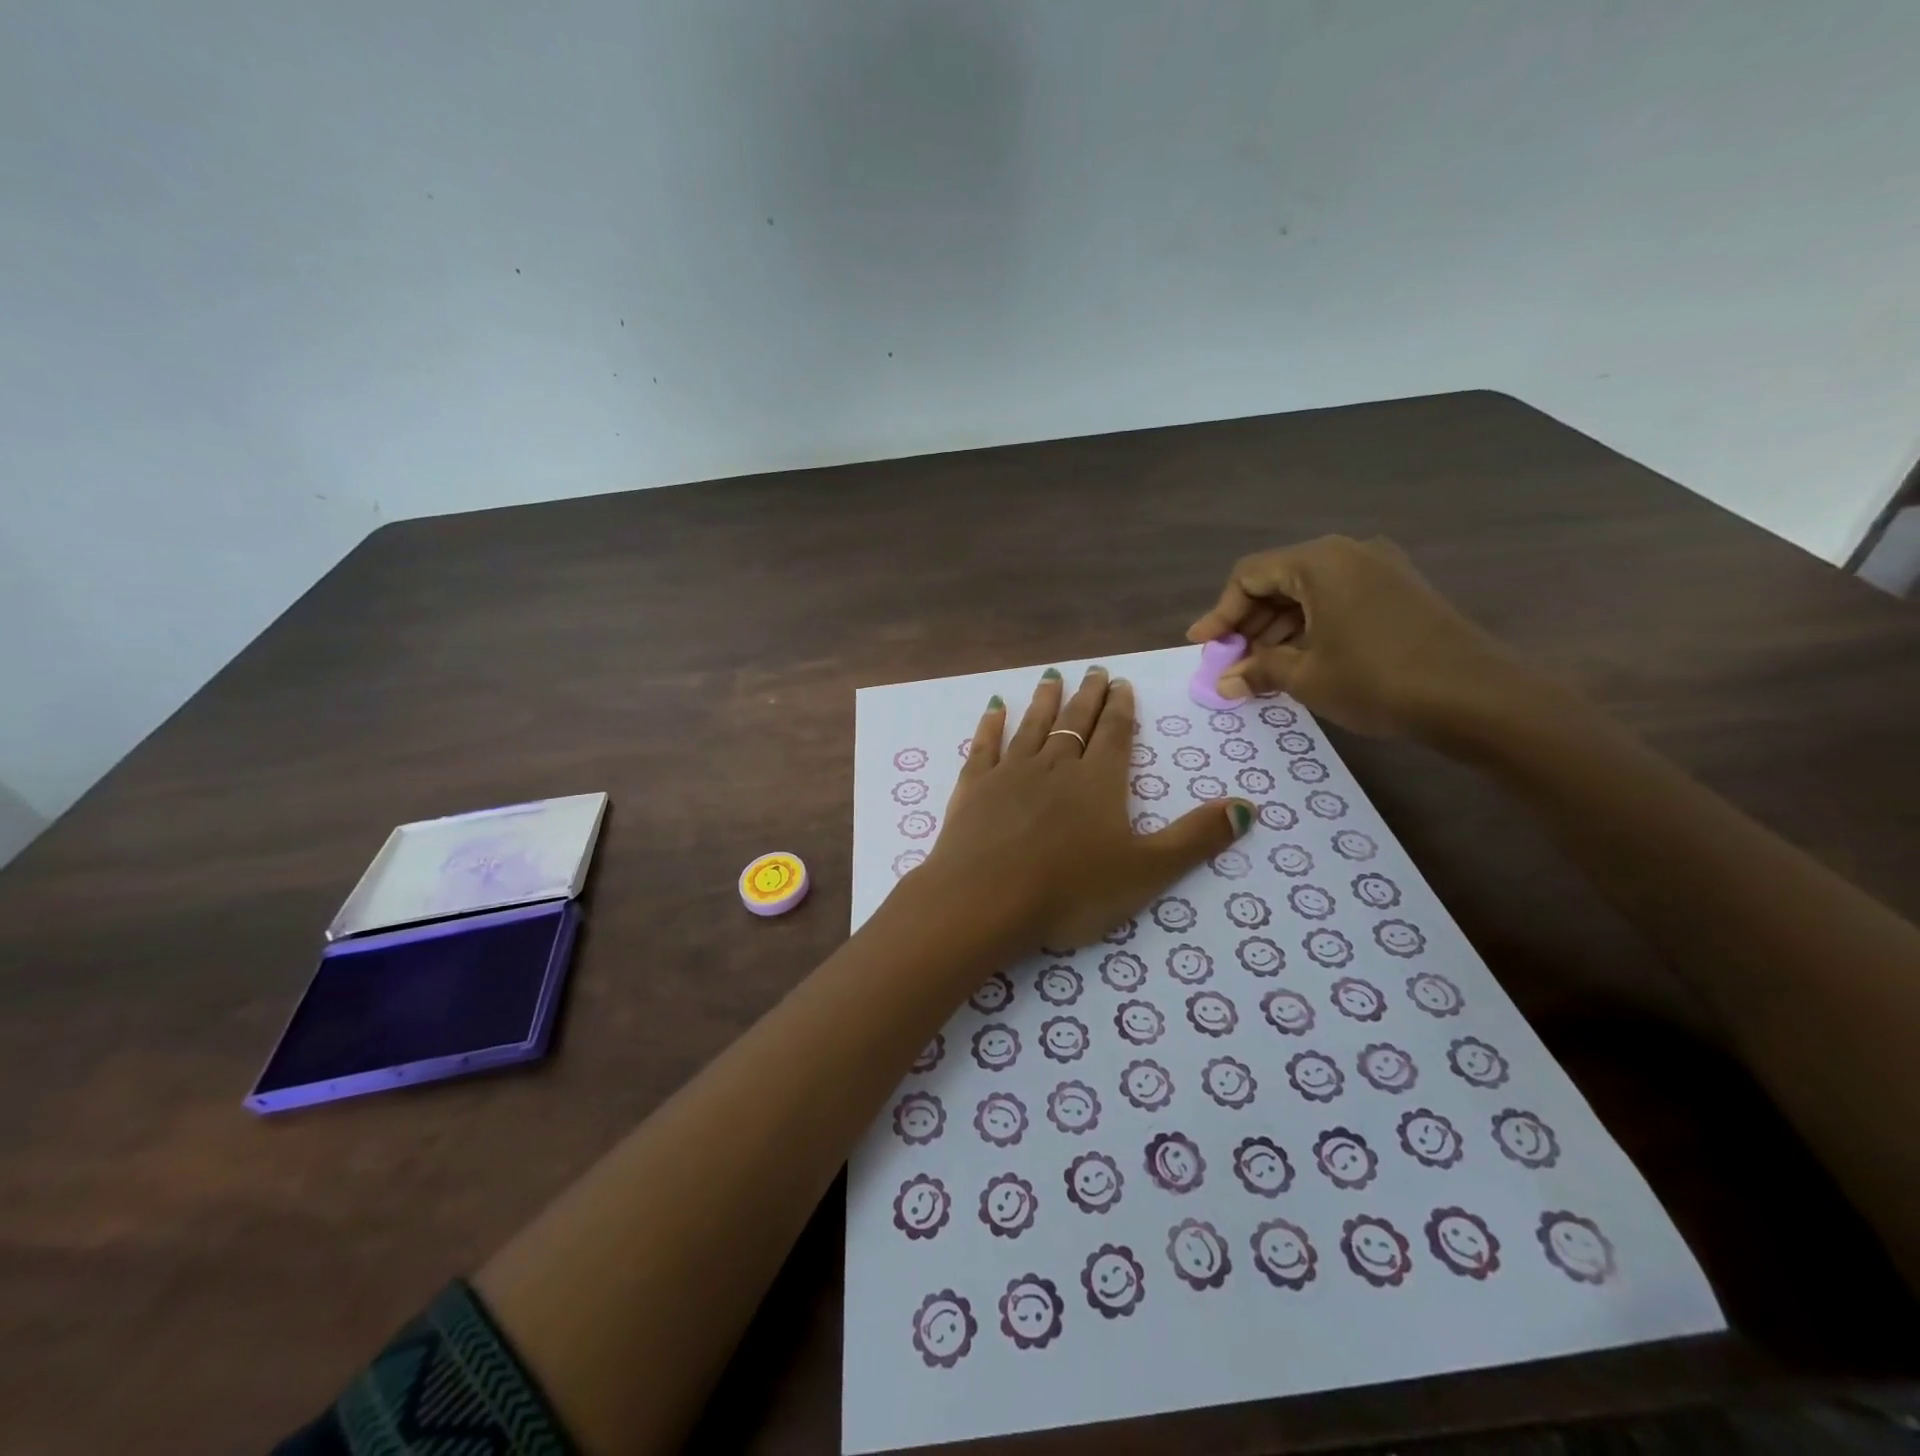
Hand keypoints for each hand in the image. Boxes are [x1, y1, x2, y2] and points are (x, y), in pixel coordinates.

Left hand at [919, 666, 1253, 949]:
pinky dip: (991, 725)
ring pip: (1033, 726)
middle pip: (1076, 722)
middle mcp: (1055, 766)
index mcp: (1098, 782)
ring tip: (1052, 676)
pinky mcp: (973, 787)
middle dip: (1088, 696)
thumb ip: (1196, 838)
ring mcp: (1010, 773)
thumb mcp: (1146, 872)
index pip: (1115, 734)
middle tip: (1095, 670)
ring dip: (1044, 700)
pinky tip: (994, 708)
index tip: (1121, 683)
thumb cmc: (1070, 890)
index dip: (1121, 708)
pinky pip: (985, 746)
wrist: (986, 900)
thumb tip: (1248, 806)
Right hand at [1185, 535, 1525, 738]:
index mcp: (1319, 561)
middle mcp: (1348, 554)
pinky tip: (1299, 663)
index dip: (1220, 613)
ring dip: (1278, 631)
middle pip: (1279, 582)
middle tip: (1230, 664)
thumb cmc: (1377, 679)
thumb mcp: (1306, 676)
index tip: (1201, 646)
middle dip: (1248, 625)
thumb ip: (1258, 670)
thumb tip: (1225, 682)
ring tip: (1260, 672)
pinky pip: (1338, 602)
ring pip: (1309, 594)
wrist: (1477, 697)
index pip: (1250, 576)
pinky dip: (1311, 629)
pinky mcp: (1400, 593)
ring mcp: (1380, 571)